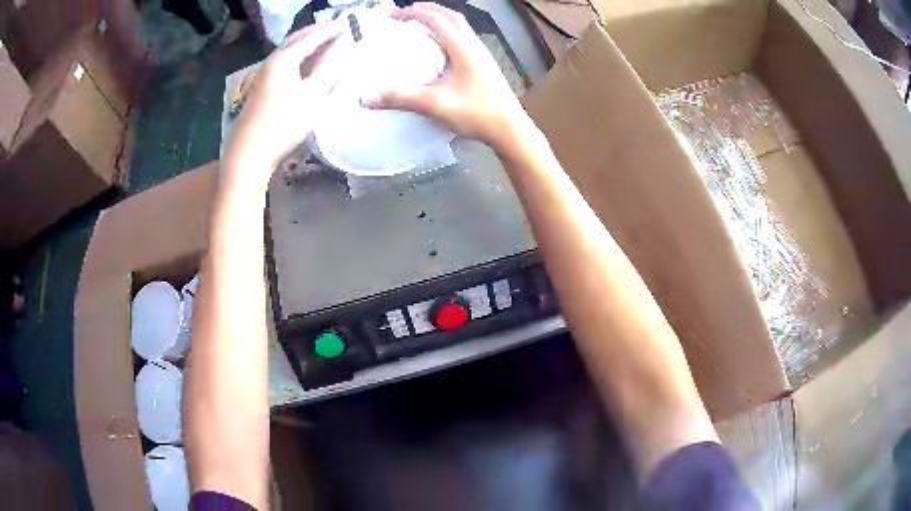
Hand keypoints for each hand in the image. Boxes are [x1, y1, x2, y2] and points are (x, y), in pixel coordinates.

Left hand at [224, 24, 343, 186]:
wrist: (246, 158)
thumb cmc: (281, 126)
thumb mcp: (312, 97)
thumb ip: (329, 68)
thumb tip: (345, 45)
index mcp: (282, 60)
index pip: (311, 37)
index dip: (331, 30)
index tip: (348, 23)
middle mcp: (270, 64)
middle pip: (295, 41)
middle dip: (315, 33)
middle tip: (335, 30)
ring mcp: (262, 78)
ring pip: (287, 54)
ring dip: (306, 46)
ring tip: (324, 45)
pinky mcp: (259, 92)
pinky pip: (282, 67)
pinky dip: (297, 61)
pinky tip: (304, 69)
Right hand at [364, 3, 530, 150]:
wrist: (509, 129)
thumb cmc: (476, 114)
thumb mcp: (435, 105)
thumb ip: (401, 99)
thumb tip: (366, 98)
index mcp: (463, 48)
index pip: (436, 20)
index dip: (413, 13)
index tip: (392, 16)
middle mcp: (474, 45)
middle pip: (452, 16)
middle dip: (428, 9)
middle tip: (407, 12)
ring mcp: (483, 54)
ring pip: (461, 25)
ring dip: (441, 18)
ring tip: (422, 22)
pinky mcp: (485, 64)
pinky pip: (465, 37)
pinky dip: (449, 31)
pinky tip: (442, 45)